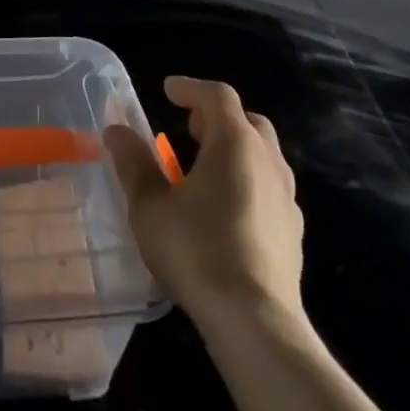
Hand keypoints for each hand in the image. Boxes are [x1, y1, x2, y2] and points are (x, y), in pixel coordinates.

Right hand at [103, 75, 304, 324]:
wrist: (255, 322)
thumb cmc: (197, 250)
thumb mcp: (150, 204)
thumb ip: (133, 162)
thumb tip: (116, 129)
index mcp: (235, 143)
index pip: (217, 96)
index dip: (191, 88)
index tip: (168, 90)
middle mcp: (268, 161)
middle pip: (248, 121)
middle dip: (218, 116)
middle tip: (190, 126)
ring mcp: (287, 199)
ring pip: (265, 155)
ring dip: (236, 149)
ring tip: (206, 166)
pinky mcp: (293, 233)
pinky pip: (271, 188)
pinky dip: (249, 180)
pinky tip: (228, 207)